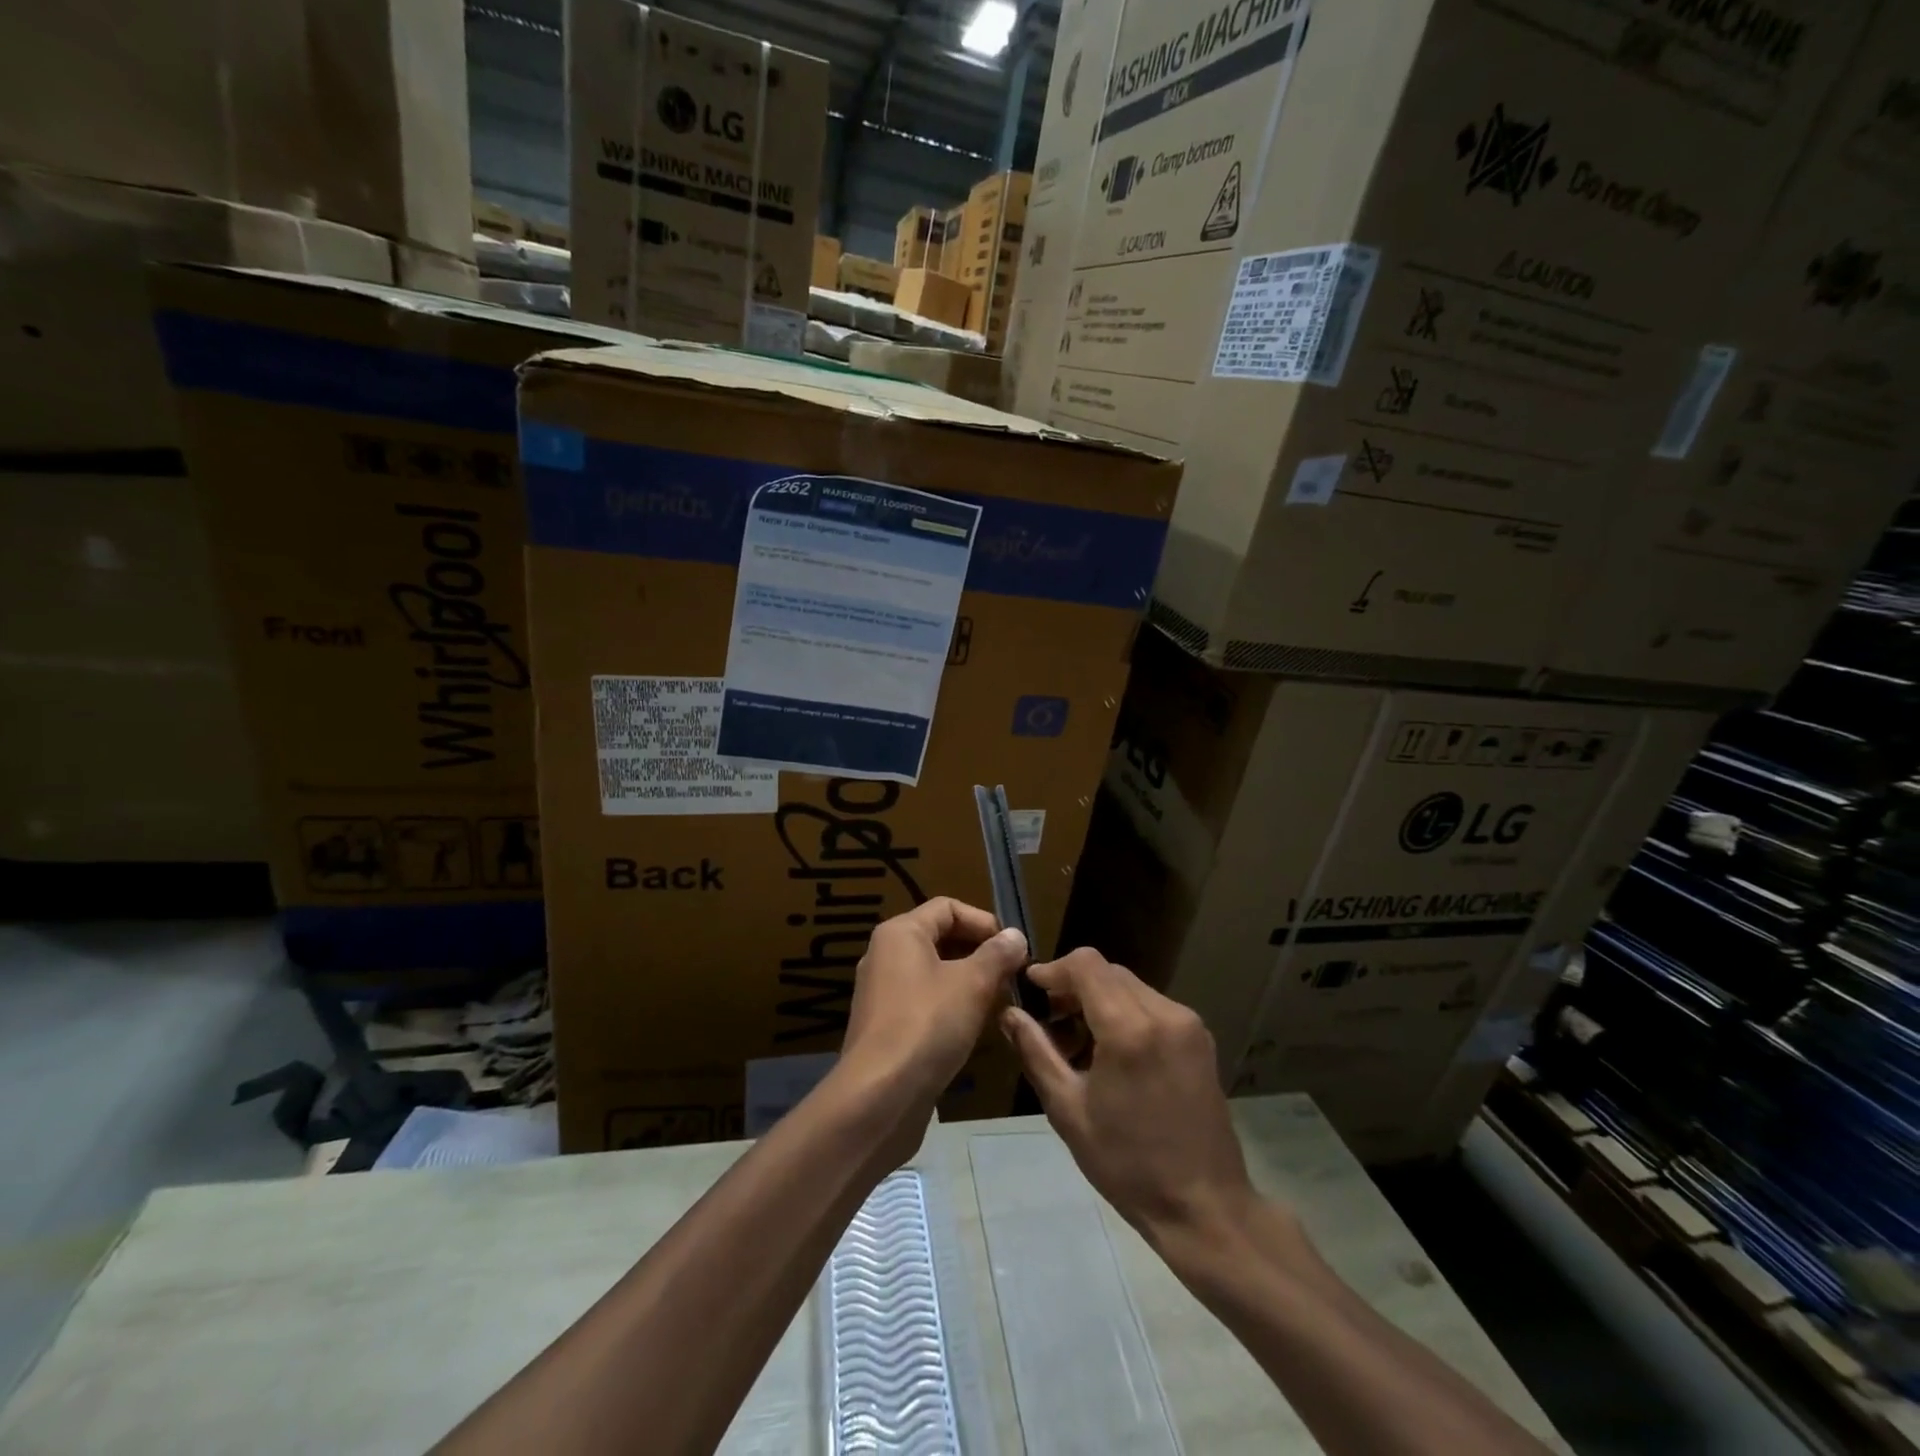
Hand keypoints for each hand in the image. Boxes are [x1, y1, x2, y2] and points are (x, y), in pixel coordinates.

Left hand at [841, 897, 1027, 1107]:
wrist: (879, 1096)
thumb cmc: (927, 1025)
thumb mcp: (972, 985)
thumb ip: (996, 955)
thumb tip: (1015, 935)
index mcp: (901, 933)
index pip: (948, 908)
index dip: (985, 922)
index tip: (1013, 948)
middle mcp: (885, 955)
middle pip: (940, 938)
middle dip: (980, 953)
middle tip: (1013, 975)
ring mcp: (882, 992)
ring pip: (934, 973)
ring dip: (969, 982)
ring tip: (1001, 1001)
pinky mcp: (885, 1026)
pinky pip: (924, 1001)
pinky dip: (951, 1006)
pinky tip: (975, 1028)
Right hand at [1002, 948, 1256, 1241]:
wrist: (1205, 1207)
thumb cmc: (1128, 1164)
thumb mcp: (1068, 1110)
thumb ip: (1036, 1051)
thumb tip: (1009, 1013)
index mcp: (1129, 1029)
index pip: (1086, 964)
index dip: (1054, 968)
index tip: (1032, 989)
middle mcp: (1163, 1013)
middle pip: (1108, 972)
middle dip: (1074, 986)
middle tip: (1050, 1021)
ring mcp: (1188, 1023)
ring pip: (1130, 986)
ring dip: (1099, 998)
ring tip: (1079, 1041)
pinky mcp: (1200, 1038)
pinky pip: (1152, 1005)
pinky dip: (1125, 1012)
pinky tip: (1113, 1051)